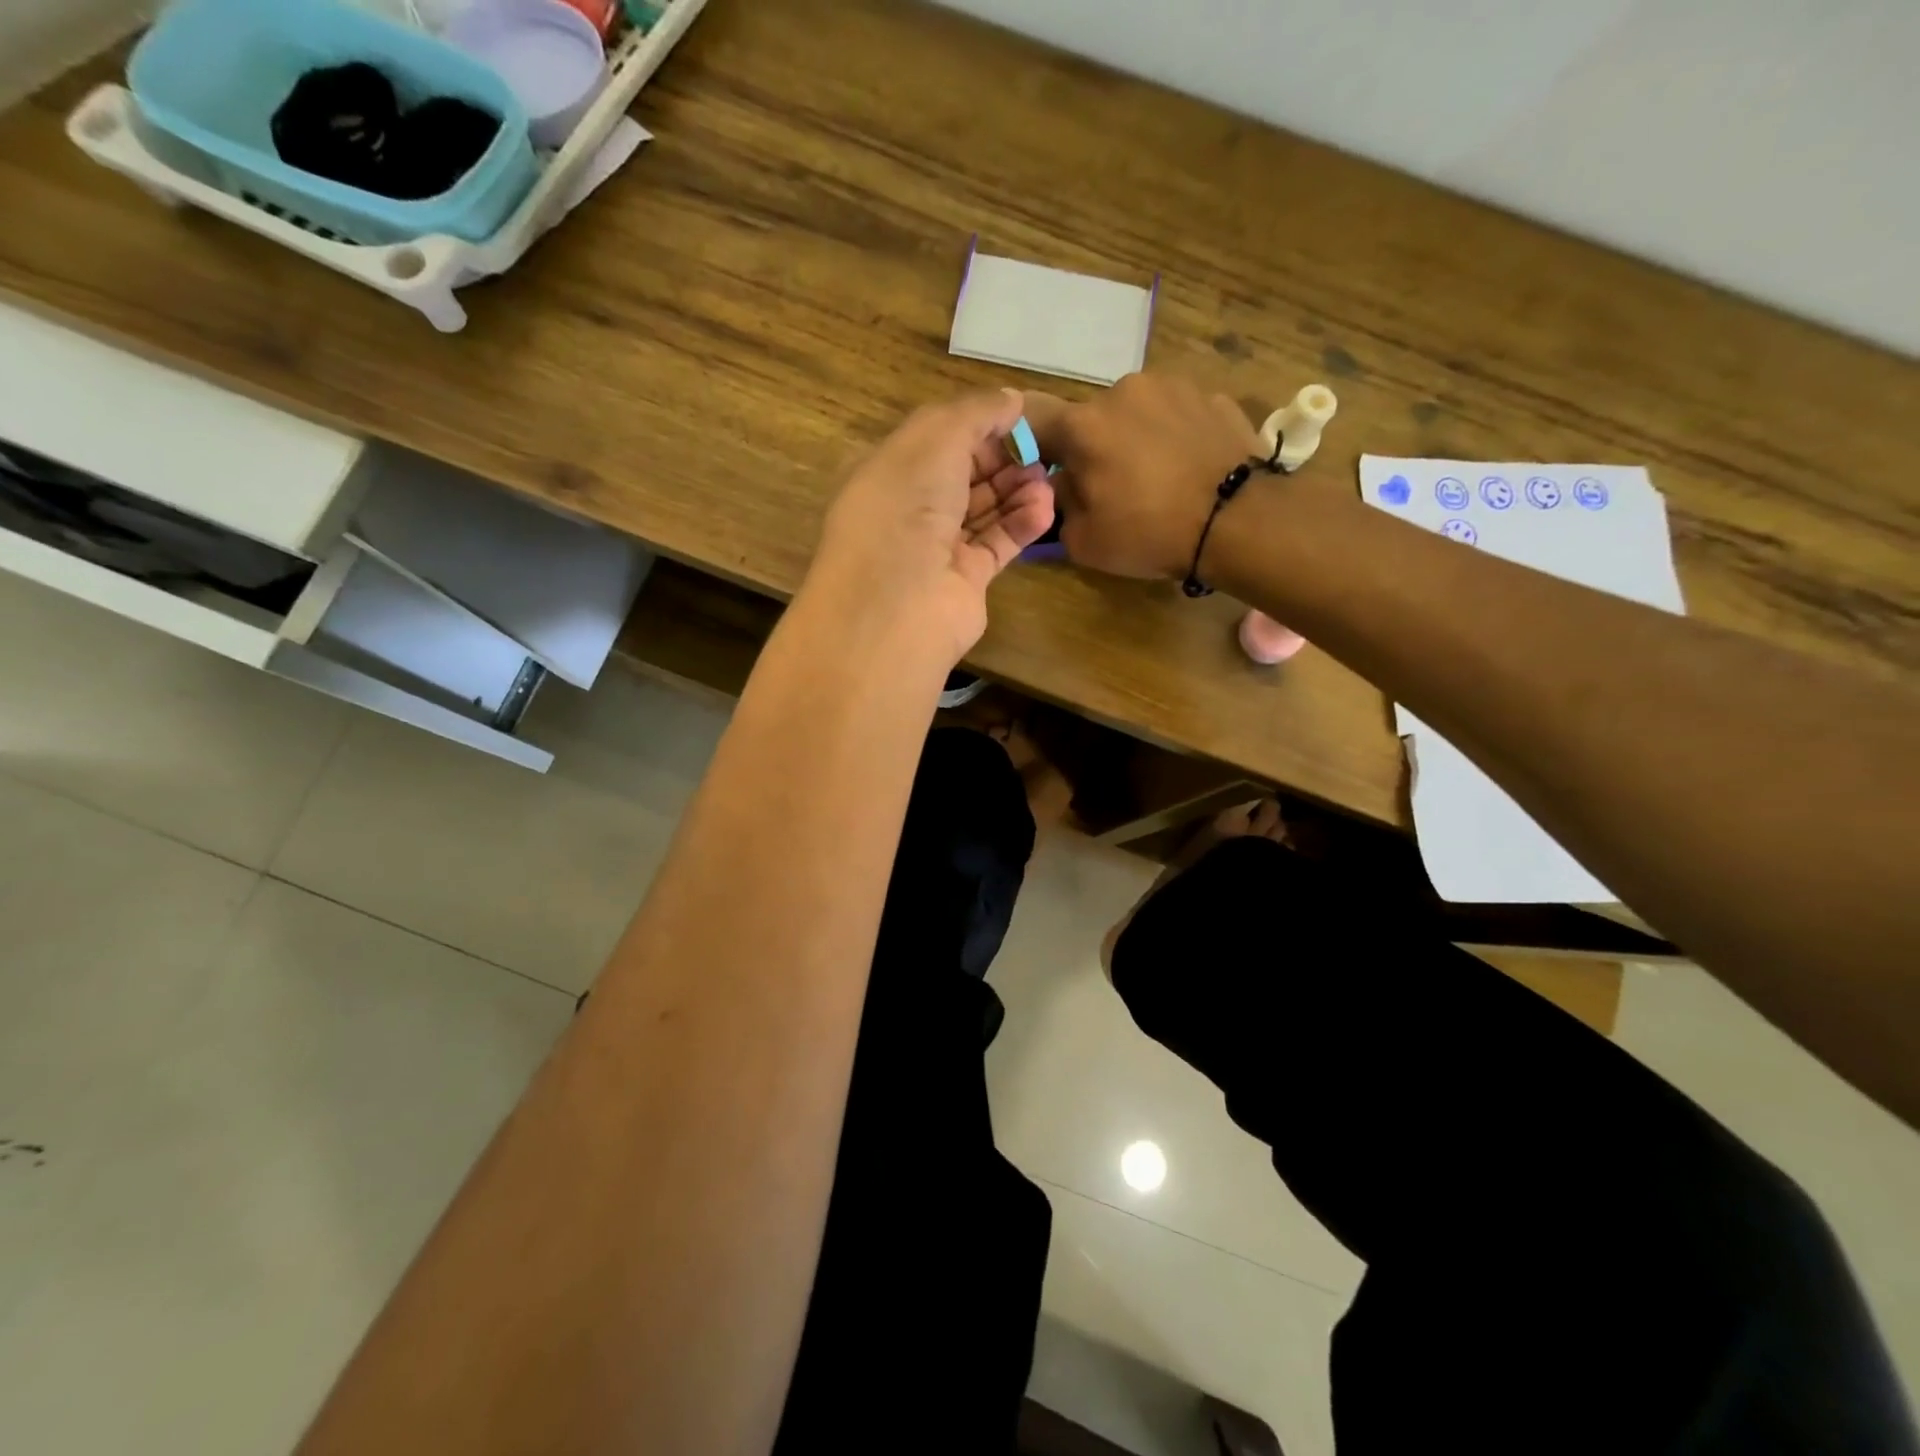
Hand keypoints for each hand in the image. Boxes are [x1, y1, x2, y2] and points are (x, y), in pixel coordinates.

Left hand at [806, 389, 1054, 663]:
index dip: (977, 426)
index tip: (1019, 417)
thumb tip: (1011, 399)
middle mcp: (910, 509)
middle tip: (1042, 451)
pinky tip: (1046, 508)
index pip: (938, 439)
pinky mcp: (965, 579)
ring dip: (1018, 490)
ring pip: (984, 509)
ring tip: (1049, 480)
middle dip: (1003, 459)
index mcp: (890, 471)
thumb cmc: (906, 507)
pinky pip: (997, 543)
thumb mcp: (935, 438)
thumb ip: (975, 413)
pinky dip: (1022, 524)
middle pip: (964, 474)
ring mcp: (937, 547)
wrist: (898, 603)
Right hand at [1024, 374, 1261, 579]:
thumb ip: (1059, 505)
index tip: (1044, 474)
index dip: (1034, 449)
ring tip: (1156, 478)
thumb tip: (1064, 484)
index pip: (1035, 423)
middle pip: (1091, 419)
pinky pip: (1176, 416)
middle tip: (1110, 487)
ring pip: (1135, 413)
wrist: (1238, 521)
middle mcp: (1122, 390)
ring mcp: (1172, 387)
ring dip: (1135, 438)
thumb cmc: (1149, 533)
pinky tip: (1187, 469)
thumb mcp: (1082, 541)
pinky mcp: (1212, 396)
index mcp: (1082, 424)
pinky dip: (1174, 437)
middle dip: (1093, 448)